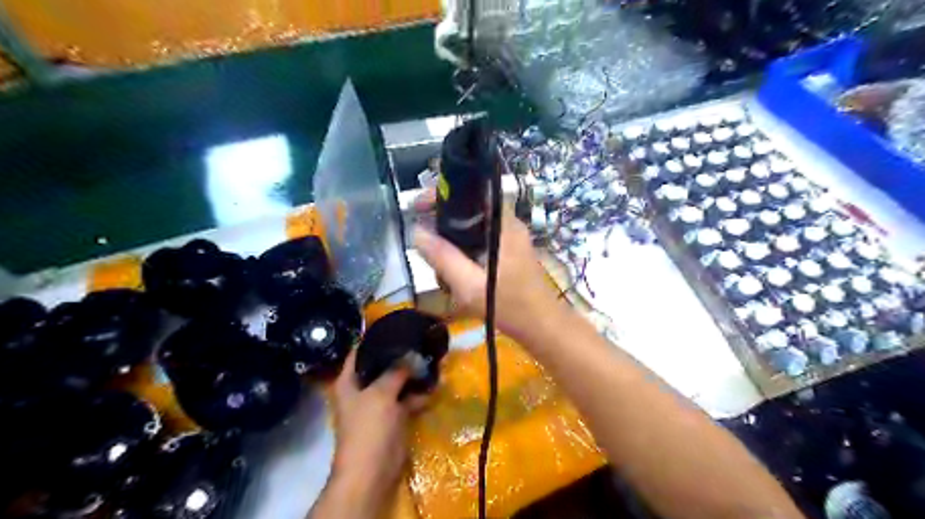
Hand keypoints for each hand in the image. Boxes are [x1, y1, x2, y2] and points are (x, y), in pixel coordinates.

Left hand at [322, 351, 425, 516]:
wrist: (372, 470)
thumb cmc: (369, 427)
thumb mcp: (381, 393)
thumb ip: (396, 371)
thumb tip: (411, 355)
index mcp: (349, 382)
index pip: (360, 352)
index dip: (374, 338)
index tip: (395, 325)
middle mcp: (362, 389)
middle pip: (381, 366)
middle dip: (400, 356)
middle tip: (420, 340)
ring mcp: (379, 403)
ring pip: (397, 382)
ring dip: (412, 375)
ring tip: (431, 359)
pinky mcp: (394, 416)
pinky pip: (407, 399)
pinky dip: (419, 394)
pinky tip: (435, 384)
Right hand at [413, 189, 559, 339]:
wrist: (543, 327)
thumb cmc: (511, 306)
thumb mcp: (470, 285)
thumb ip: (443, 258)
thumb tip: (417, 232)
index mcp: (503, 225)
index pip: (471, 192)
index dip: (443, 194)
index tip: (418, 206)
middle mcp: (507, 225)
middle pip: (468, 210)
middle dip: (442, 222)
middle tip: (422, 239)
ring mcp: (509, 239)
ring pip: (471, 229)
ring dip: (451, 242)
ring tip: (436, 263)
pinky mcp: (507, 253)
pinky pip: (478, 243)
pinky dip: (462, 252)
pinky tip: (453, 274)